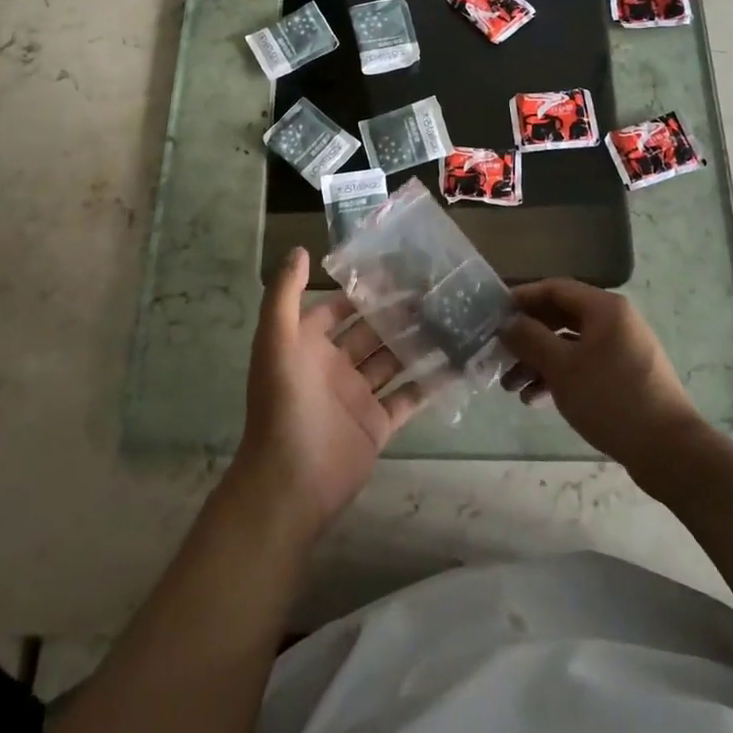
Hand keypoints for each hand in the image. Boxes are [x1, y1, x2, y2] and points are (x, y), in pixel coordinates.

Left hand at [232, 247, 427, 538]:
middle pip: (371, 332)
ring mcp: (357, 396)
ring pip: (392, 361)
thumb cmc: (284, 404)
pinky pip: (408, 398)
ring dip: (417, 342)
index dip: (363, 290)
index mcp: (308, 345)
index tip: (399, 268)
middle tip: (438, 291)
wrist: (291, 482)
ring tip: (453, 318)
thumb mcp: (275, 341)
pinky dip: (429, 382)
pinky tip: (457, 363)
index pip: (338, 308)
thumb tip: (299, 249)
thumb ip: (284, 294)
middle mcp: (333, 366)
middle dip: (398, 313)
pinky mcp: (377, 425)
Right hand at [499, 279, 704, 471]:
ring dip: (539, 362)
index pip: (555, 289)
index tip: (494, 314)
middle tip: (500, 354)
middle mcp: (616, 322)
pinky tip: (536, 400)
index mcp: (605, 308)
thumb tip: (508, 323)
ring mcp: (623, 350)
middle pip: (561, 318)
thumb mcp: (562, 367)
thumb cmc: (611, 398)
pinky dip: (560, 377)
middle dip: (528, 337)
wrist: (669, 450)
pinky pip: (585, 366)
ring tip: (512, 388)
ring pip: (571, 345)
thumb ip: (530, 339)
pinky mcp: (625, 377)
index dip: (523, 298)